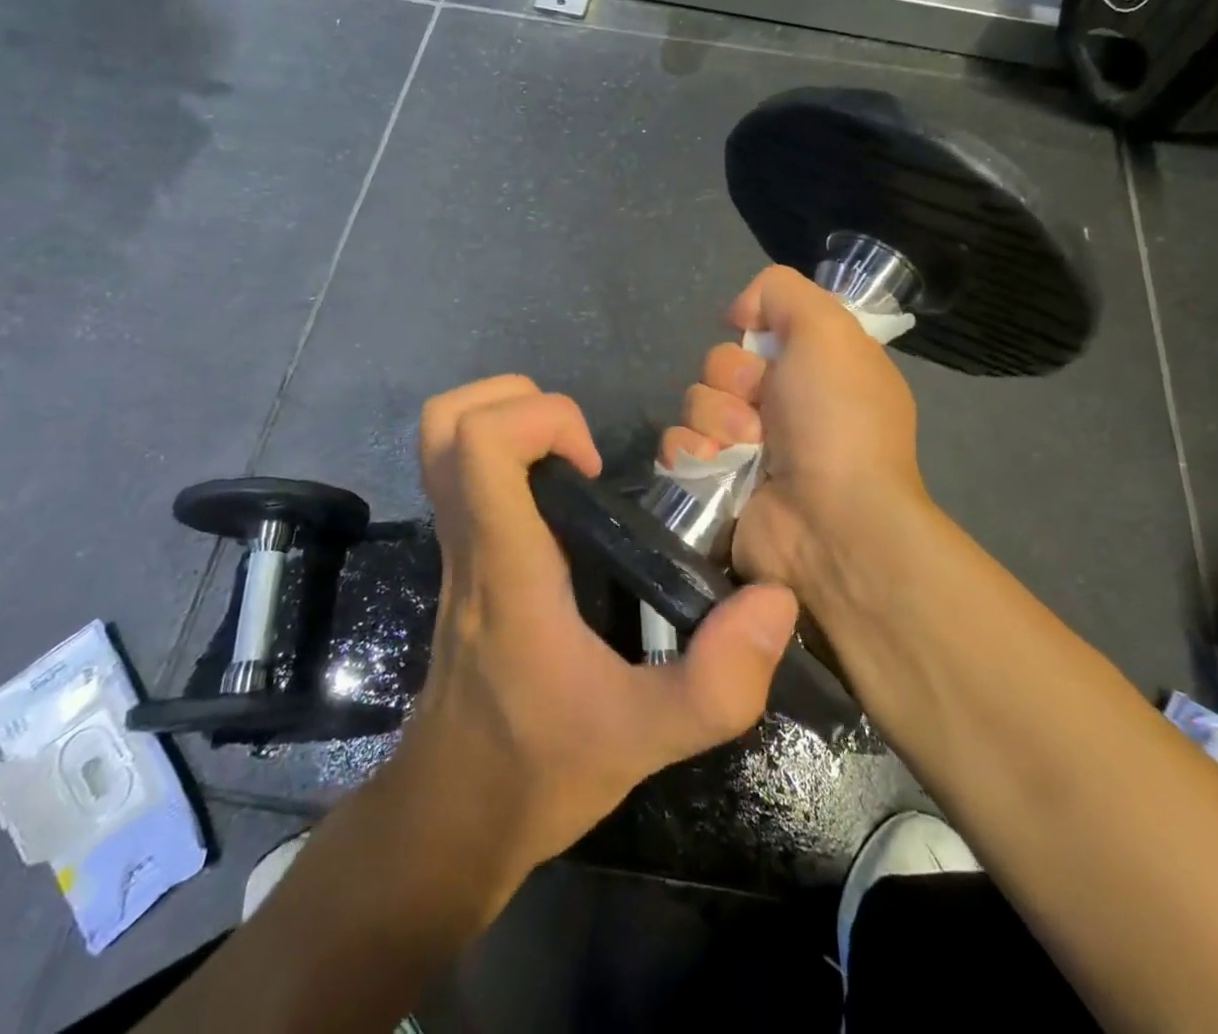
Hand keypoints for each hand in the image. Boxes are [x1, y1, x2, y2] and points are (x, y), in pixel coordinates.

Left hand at [402, 375, 800, 882]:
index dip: (542, 420)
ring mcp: (457, 546)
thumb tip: (774, 599)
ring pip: (443, 441)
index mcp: (505, 562)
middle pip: (447, 420)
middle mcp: (469, 539)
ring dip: (505, 420)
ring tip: (571, 464)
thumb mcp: (644, 738)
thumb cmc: (537, 770)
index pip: (480, 442)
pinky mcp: (461, 560)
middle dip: (514, 400)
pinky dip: (502, 455)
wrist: (452, 817)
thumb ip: (718, 681)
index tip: (593, 465)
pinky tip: (560, 503)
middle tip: (577, 447)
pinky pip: (462, 474)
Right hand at [660, 266, 933, 606]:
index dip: (754, 333)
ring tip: (747, 449)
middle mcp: (783, 403)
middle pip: (720, 363)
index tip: (762, 343)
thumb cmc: (836, 420)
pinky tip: (717, 468)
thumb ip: (784, 291)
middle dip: (733, 381)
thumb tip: (739, 312)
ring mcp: (748, 446)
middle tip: (763, 409)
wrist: (830, 523)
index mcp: (816, 367)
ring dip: (716, 421)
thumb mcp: (829, 330)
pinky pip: (677, 444)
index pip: (758, 328)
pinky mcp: (715, 481)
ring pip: (695, 401)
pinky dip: (692, 452)